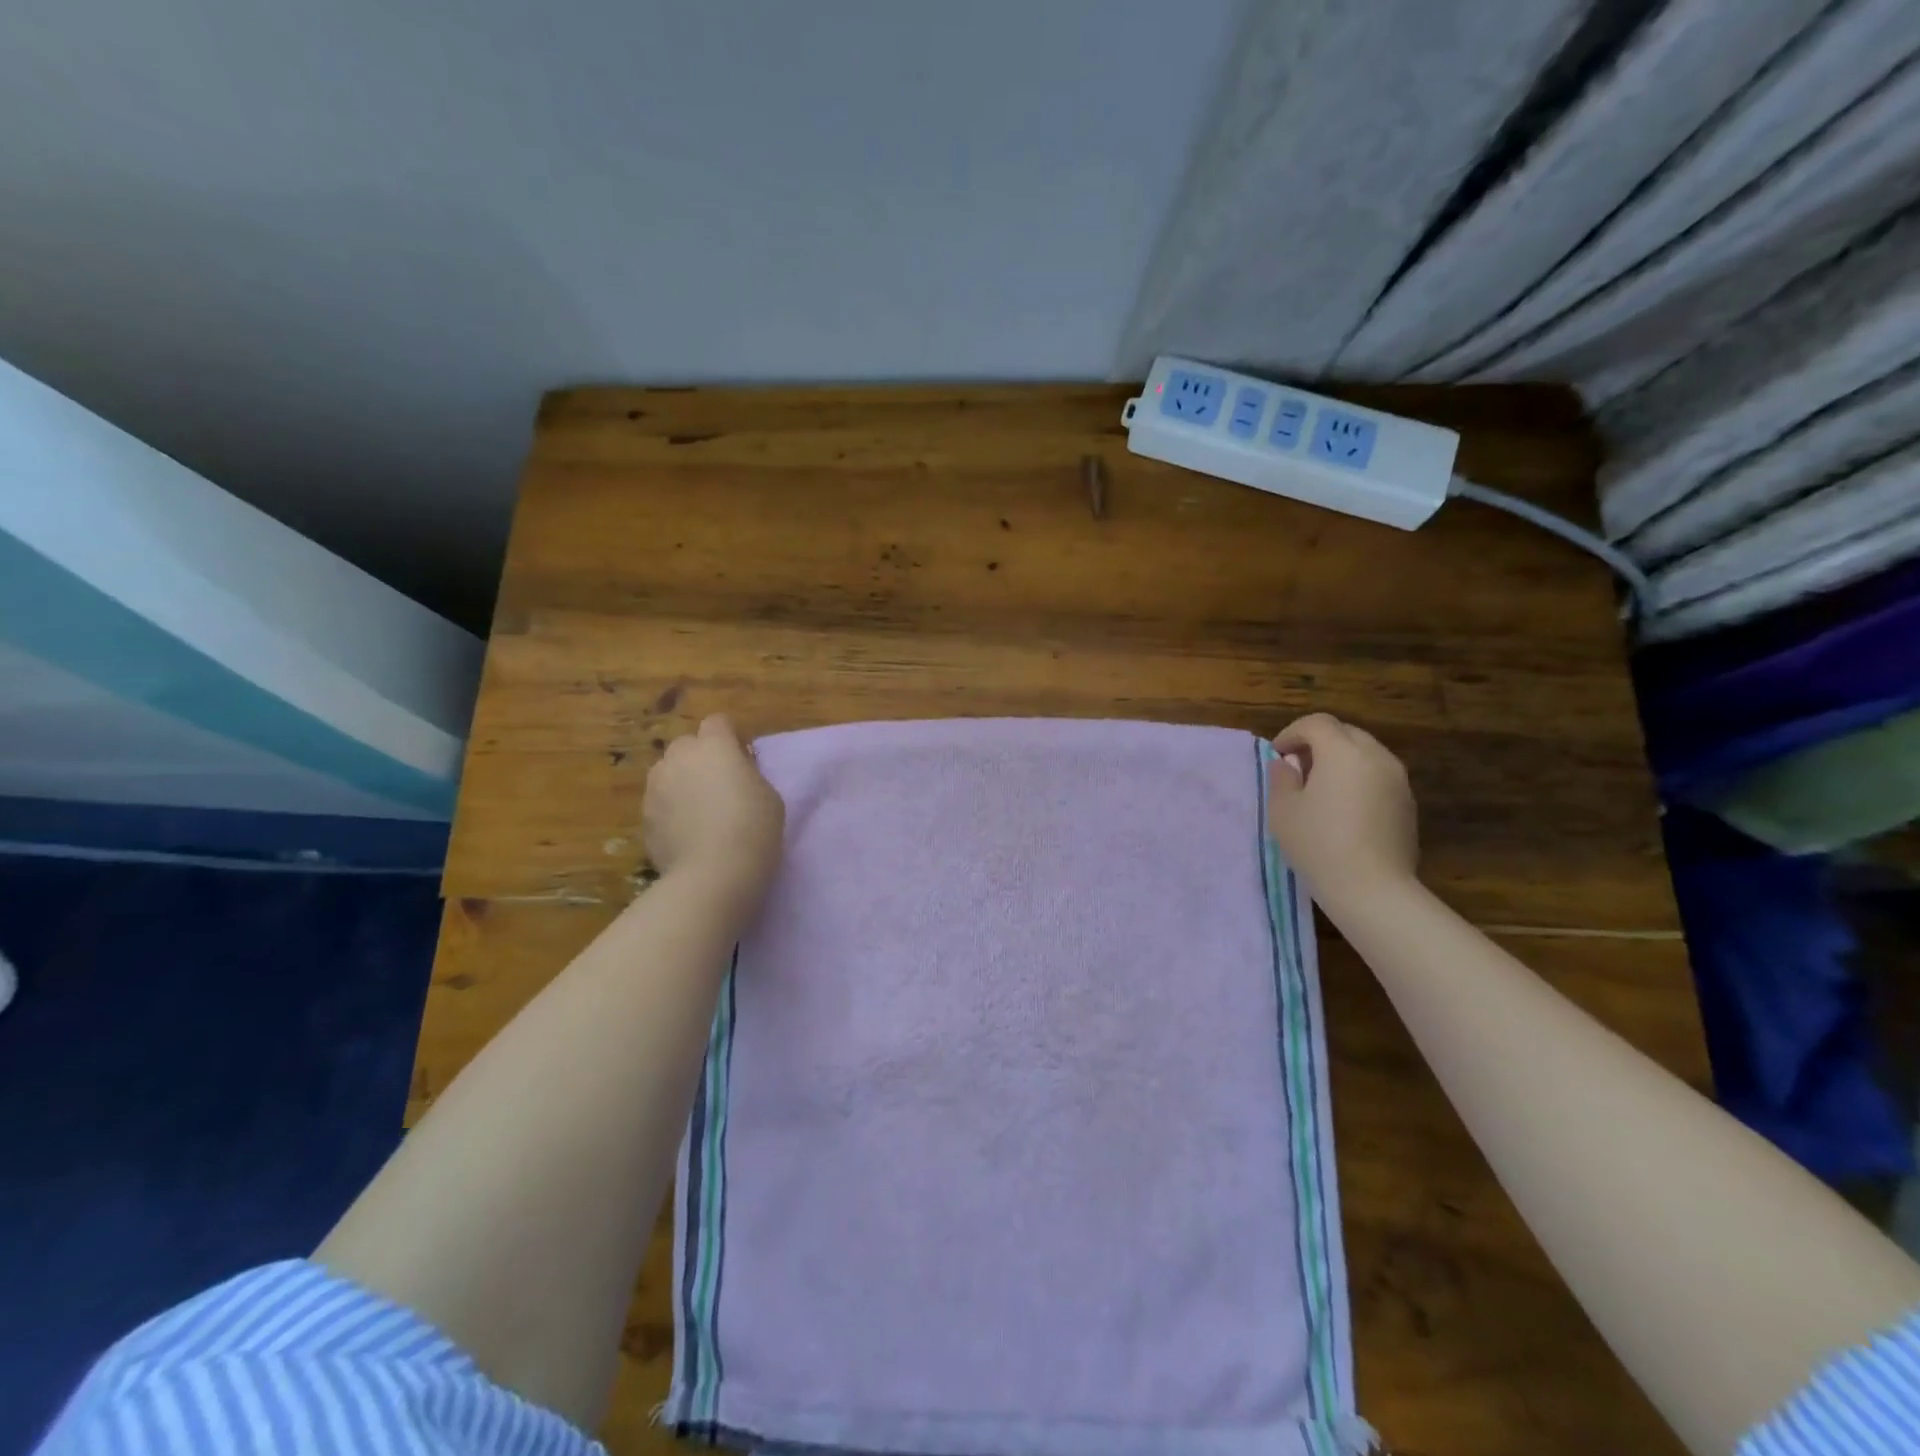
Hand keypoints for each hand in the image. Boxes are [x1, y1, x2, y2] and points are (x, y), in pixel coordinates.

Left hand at [643, 716, 784, 901]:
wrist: (713, 873)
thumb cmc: (753, 828)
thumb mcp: (769, 795)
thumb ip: (749, 774)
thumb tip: (735, 772)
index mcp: (714, 745)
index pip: (718, 722)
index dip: (730, 737)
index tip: (743, 758)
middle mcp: (679, 757)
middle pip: (687, 744)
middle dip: (700, 757)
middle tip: (719, 784)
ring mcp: (655, 787)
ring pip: (668, 773)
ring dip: (681, 782)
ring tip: (699, 810)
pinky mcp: (643, 817)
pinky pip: (660, 803)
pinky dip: (670, 810)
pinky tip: (686, 834)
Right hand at [1266, 713, 1418, 905]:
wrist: (1372, 889)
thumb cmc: (1318, 844)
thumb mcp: (1283, 810)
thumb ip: (1282, 778)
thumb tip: (1288, 764)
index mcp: (1343, 752)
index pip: (1316, 723)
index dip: (1292, 733)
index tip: (1278, 756)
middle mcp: (1376, 757)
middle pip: (1345, 732)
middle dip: (1318, 742)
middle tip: (1298, 768)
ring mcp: (1398, 780)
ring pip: (1365, 753)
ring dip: (1341, 760)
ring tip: (1321, 789)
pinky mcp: (1408, 804)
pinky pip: (1379, 776)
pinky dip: (1359, 779)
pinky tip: (1344, 809)